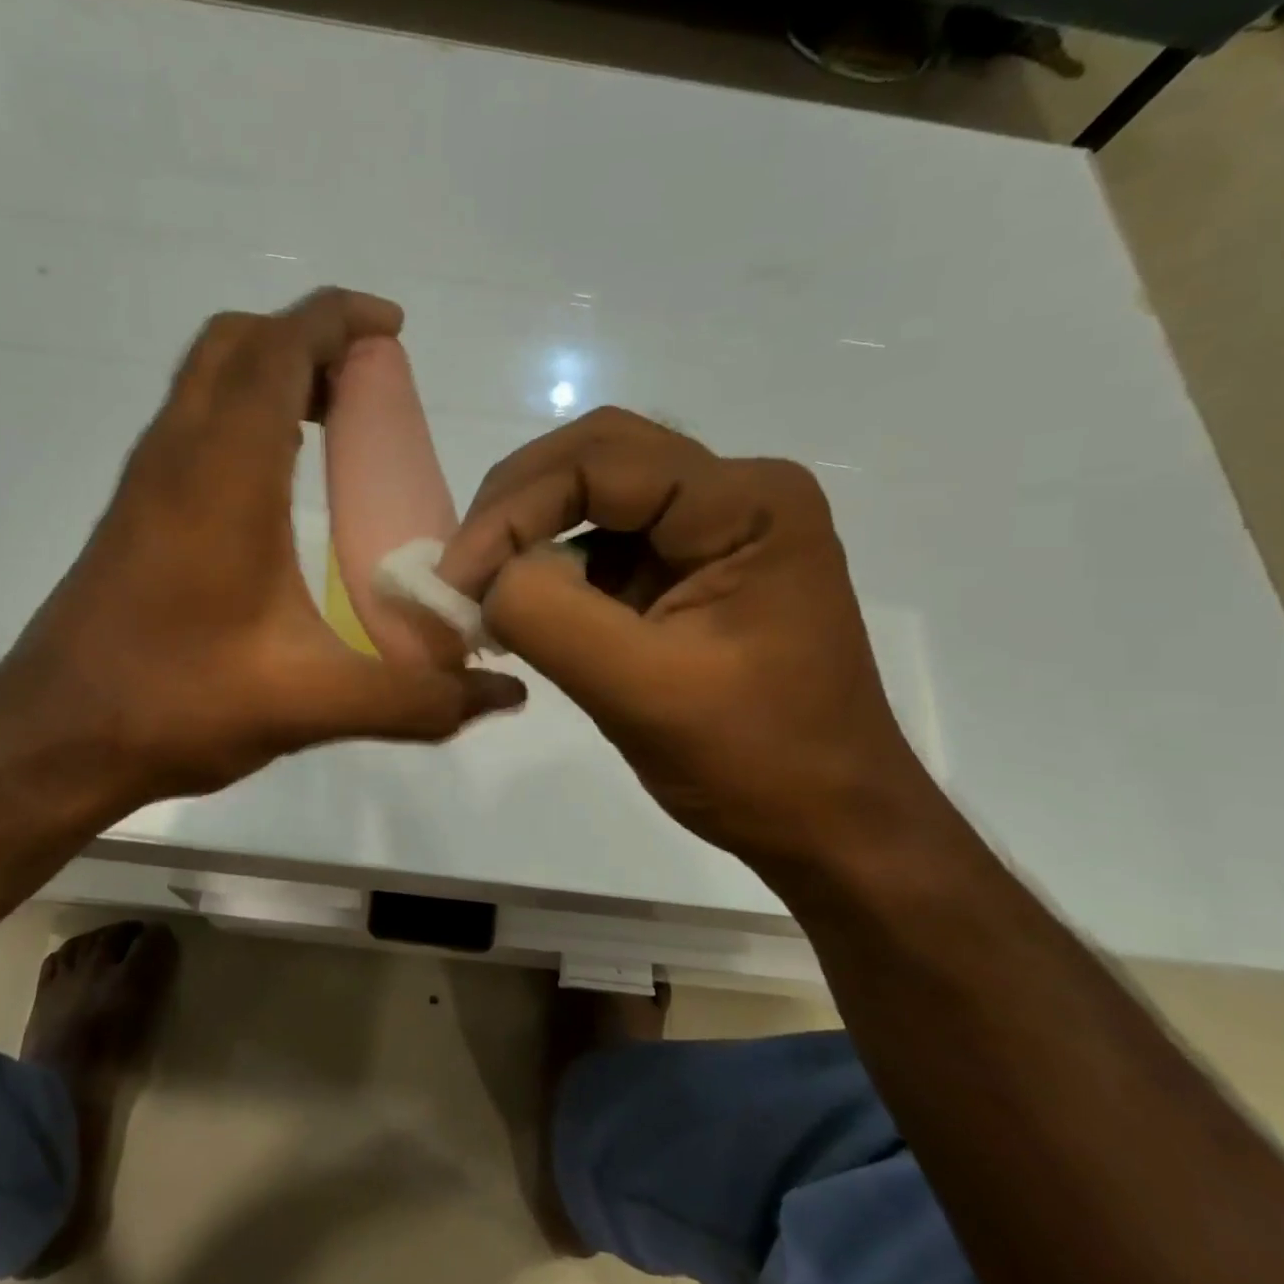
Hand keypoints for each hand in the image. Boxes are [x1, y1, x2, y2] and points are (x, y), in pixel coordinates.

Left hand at [0, 289, 525, 813]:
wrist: (57, 737)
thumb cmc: (179, 703)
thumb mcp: (315, 705)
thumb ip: (417, 701)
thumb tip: (505, 696)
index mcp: (225, 476)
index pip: (278, 349)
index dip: (338, 320)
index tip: (394, 330)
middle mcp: (177, 456)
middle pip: (236, 344)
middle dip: (307, 339)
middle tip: (368, 383)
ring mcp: (145, 483)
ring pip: (206, 381)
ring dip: (270, 374)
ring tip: (336, 420)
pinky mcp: (133, 514)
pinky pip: (191, 425)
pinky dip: (242, 416)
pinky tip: (280, 484)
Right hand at [436, 407, 939, 872]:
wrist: (827, 824)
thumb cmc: (754, 761)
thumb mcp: (643, 691)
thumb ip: (550, 617)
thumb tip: (482, 577)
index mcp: (746, 502)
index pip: (603, 460)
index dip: (514, 508)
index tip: (456, 578)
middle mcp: (735, 494)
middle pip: (597, 459)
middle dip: (516, 507)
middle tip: (461, 568)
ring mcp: (713, 531)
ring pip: (594, 498)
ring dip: (529, 536)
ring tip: (482, 592)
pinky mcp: (690, 570)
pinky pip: (605, 545)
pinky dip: (552, 569)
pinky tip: (522, 609)